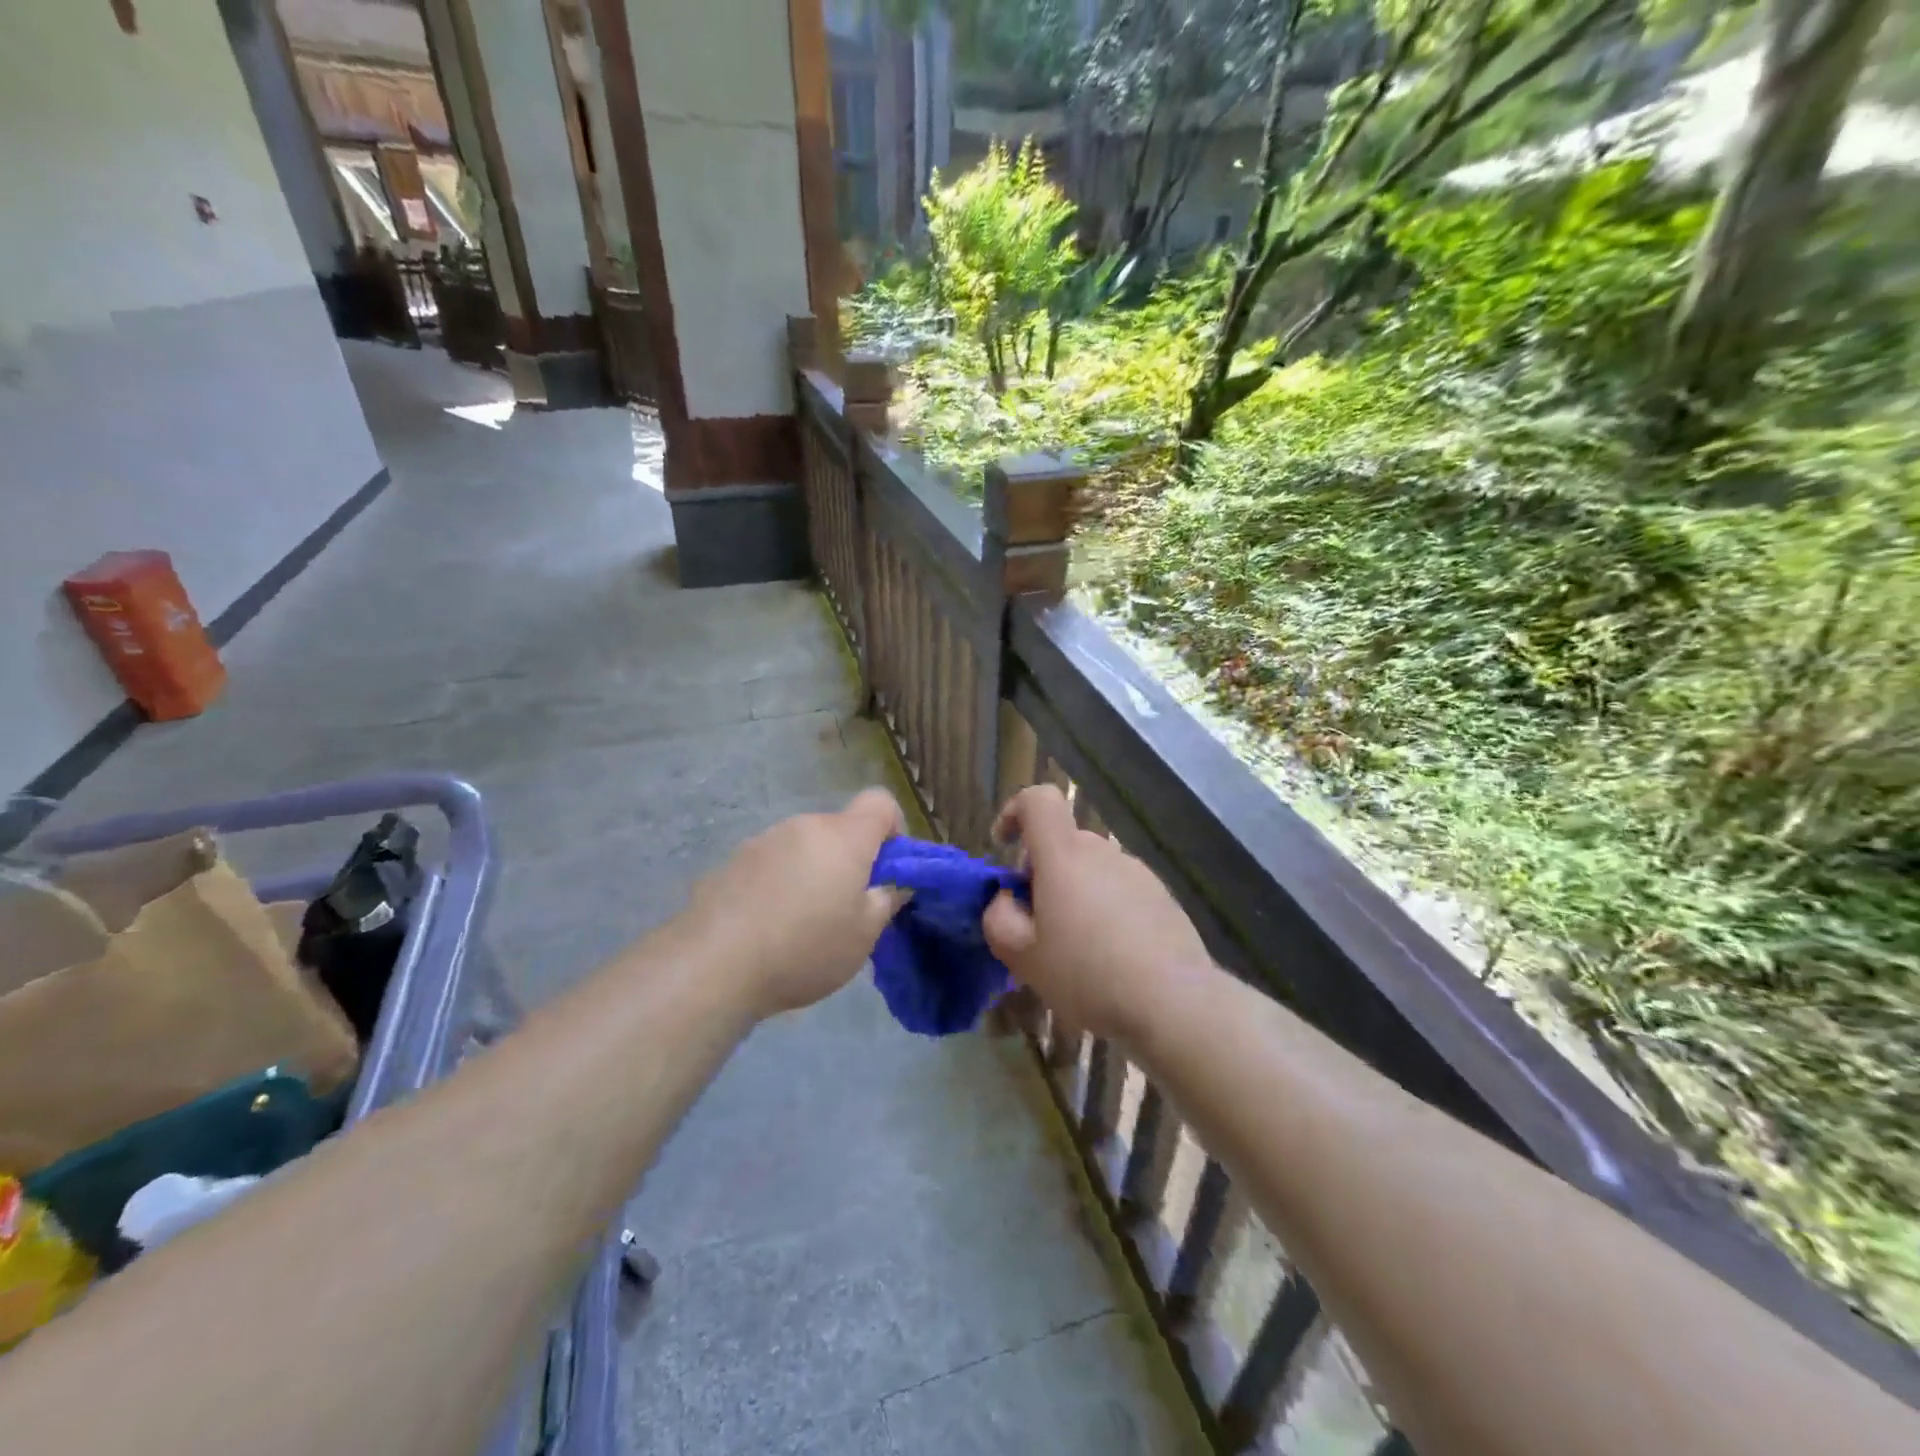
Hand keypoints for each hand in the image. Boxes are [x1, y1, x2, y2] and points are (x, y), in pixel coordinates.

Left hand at [673, 788, 907, 1018]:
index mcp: (844, 837)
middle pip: (839, 829)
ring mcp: (763, 841)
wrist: (714, 965)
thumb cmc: (805, 948)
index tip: (887, 866)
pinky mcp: (731, 862)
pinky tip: (765, 926)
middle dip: (849, 860)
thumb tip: (894, 883)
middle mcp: (803, 826)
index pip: (880, 802)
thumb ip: (886, 901)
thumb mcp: (863, 936)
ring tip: (800, 924)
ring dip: (811, 872)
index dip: (892, 827)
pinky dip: (777, 885)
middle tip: (845, 908)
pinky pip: (769, 865)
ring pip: (802, 847)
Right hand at [983, 784, 1210, 1043]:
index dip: (1015, 812)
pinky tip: (1111, 956)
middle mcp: (1102, 852)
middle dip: (1042, 872)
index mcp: (1064, 855)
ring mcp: (1137, 872)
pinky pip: (1120, 890)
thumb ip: (999, 918)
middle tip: (1036, 924)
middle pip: (1063, 843)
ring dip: (1074, 894)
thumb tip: (1007, 899)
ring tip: (1075, 948)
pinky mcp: (1163, 896)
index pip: (1039, 800)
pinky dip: (1106, 909)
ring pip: (1091, 869)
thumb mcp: (1023, 957)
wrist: (1174, 1002)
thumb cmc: (1087, 974)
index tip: (1004, 846)